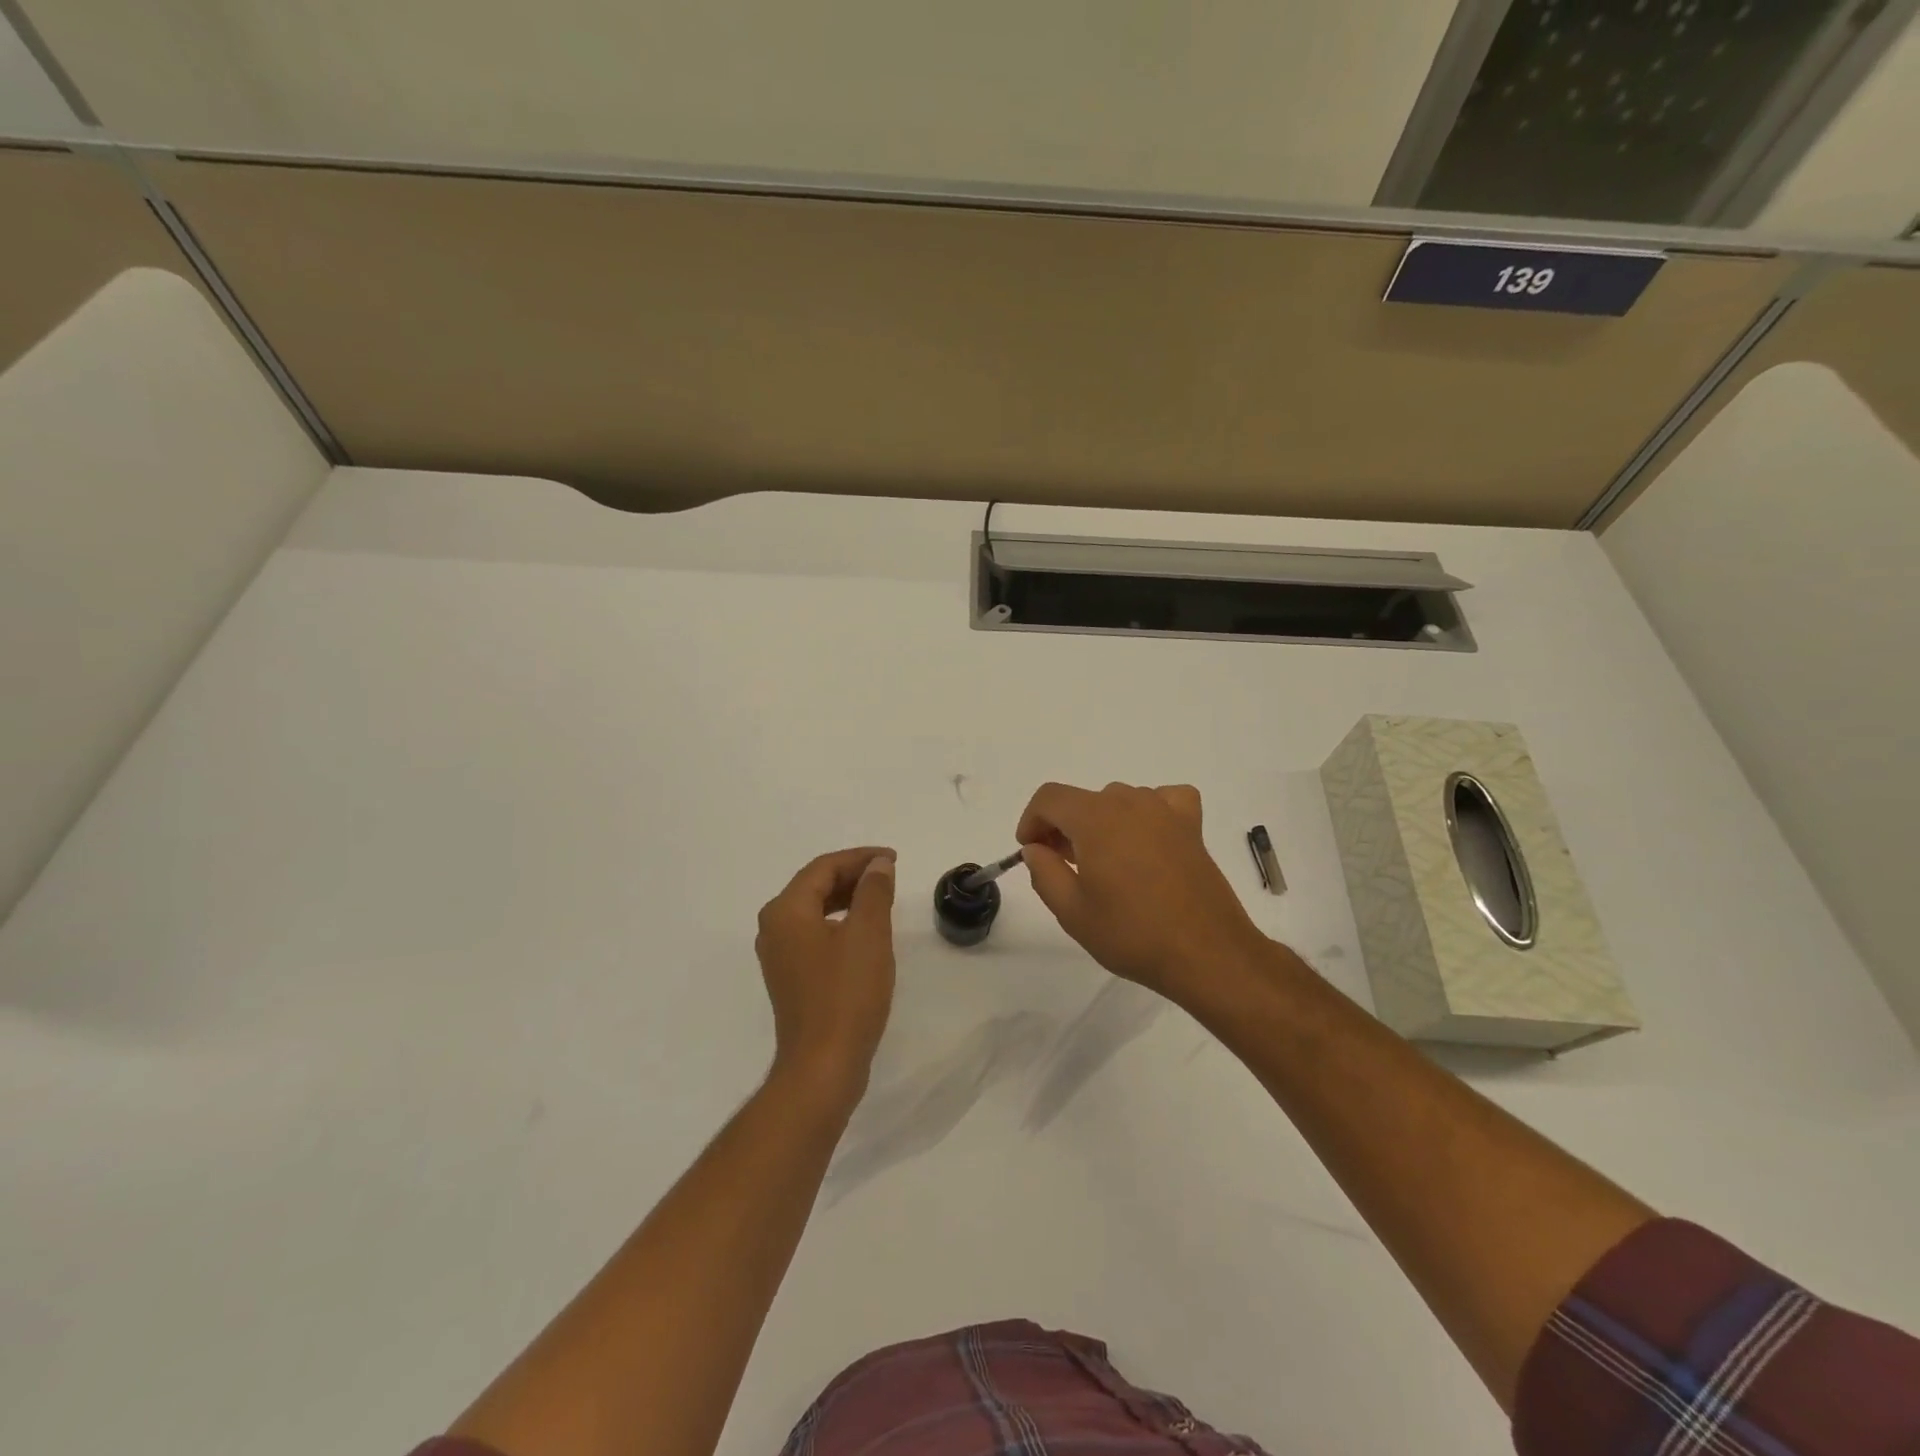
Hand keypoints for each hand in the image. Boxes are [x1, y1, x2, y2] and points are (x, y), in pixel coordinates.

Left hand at [755, 847, 896, 1103]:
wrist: (823, 1065)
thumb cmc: (846, 994)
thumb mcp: (868, 934)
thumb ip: (873, 891)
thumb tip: (878, 864)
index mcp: (786, 911)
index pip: (823, 868)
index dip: (860, 858)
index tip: (893, 859)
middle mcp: (774, 927)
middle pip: (815, 885)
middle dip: (854, 875)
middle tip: (890, 876)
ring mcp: (779, 954)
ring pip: (815, 910)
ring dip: (848, 898)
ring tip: (882, 898)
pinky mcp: (790, 977)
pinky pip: (814, 933)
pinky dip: (840, 923)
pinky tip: (864, 932)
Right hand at [1016, 783, 1267, 1002]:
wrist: (1206, 954)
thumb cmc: (1132, 934)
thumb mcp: (1072, 911)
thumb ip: (1044, 872)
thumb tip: (1035, 849)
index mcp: (1095, 818)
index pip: (1049, 798)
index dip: (1031, 820)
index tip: (1030, 851)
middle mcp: (1129, 802)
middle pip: (1083, 800)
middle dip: (1063, 827)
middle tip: (1061, 865)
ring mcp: (1165, 811)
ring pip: (1118, 801)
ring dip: (1100, 823)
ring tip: (1103, 862)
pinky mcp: (1191, 826)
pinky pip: (1163, 800)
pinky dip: (1148, 812)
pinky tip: (1146, 837)